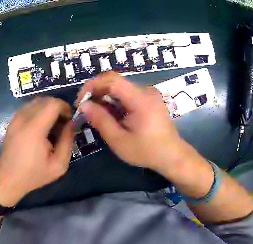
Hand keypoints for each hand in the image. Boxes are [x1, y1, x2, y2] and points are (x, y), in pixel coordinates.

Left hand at [0, 97, 73, 206]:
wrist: (8, 179)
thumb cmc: (33, 175)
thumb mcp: (58, 165)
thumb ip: (67, 141)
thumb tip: (72, 124)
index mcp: (34, 129)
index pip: (53, 104)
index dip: (65, 108)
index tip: (70, 121)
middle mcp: (23, 119)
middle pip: (45, 100)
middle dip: (58, 107)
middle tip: (63, 124)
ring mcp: (16, 119)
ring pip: (36, 102)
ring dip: (48, 109)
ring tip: (52, 126)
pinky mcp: (12, 121)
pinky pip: (28, 108)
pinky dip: (38, 112)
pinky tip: (41, 128)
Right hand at [76, 72, 209, 181]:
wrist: (172, 155)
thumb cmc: (146, 151)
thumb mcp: (119, 140)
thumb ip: (101, 120)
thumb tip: (84, 105)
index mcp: (140, 99)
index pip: (112, 80)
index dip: (93, 85)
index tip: (80, 100)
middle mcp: (146, 91)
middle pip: (115, 81)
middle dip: (96, 91)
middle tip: (85, 108)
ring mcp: (149, 94)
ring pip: (120, 87)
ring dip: (105, 97)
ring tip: (96, 113)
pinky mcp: (150, 99)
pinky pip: (128, 94)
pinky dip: (115, 101)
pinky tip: (110, 114)